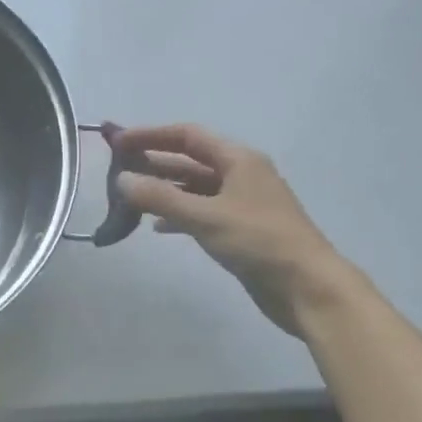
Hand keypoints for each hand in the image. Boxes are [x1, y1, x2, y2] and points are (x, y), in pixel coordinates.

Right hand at [113, 124, 350, 333]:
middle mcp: (240, 175)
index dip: (151, 136)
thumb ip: (161, 198)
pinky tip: (158, 227)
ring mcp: (241, 204)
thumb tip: (122, 180)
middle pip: (190, 161)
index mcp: (238, 160)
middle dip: (155, 163)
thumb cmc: (258, 242)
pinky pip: (202, 213)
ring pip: (195, 189)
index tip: (117, 142)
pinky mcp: (240, 230)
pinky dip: (179, 216)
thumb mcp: (206, 217)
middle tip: (117, 171)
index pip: (188, 136)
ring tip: (130, 199)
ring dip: (164, 191)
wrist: (304, 285)